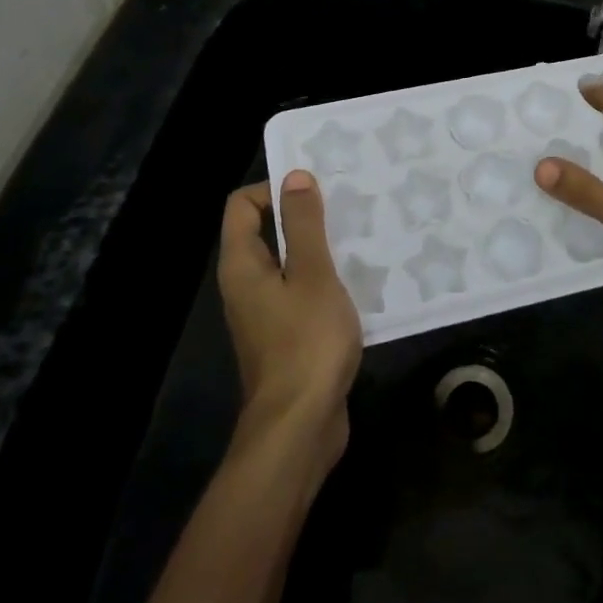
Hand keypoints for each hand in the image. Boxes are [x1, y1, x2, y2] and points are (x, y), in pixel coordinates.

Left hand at [218, 173, 362, 469]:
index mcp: (242, 265)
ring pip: (288, 263)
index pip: (242, 205)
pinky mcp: (287, 335)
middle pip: (266, 231)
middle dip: (303, 215)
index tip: (317, 189)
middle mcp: (246, 285)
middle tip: (346, 204)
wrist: (301, 426)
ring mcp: (266, 313)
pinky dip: (325, 279)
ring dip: (319, 247)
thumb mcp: (312, 274)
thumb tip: (294, 176)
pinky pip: (302, 291)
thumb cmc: (305, 342)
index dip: (274, 188)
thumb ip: (303, 224)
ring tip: (360, 234)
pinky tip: (360, 279)